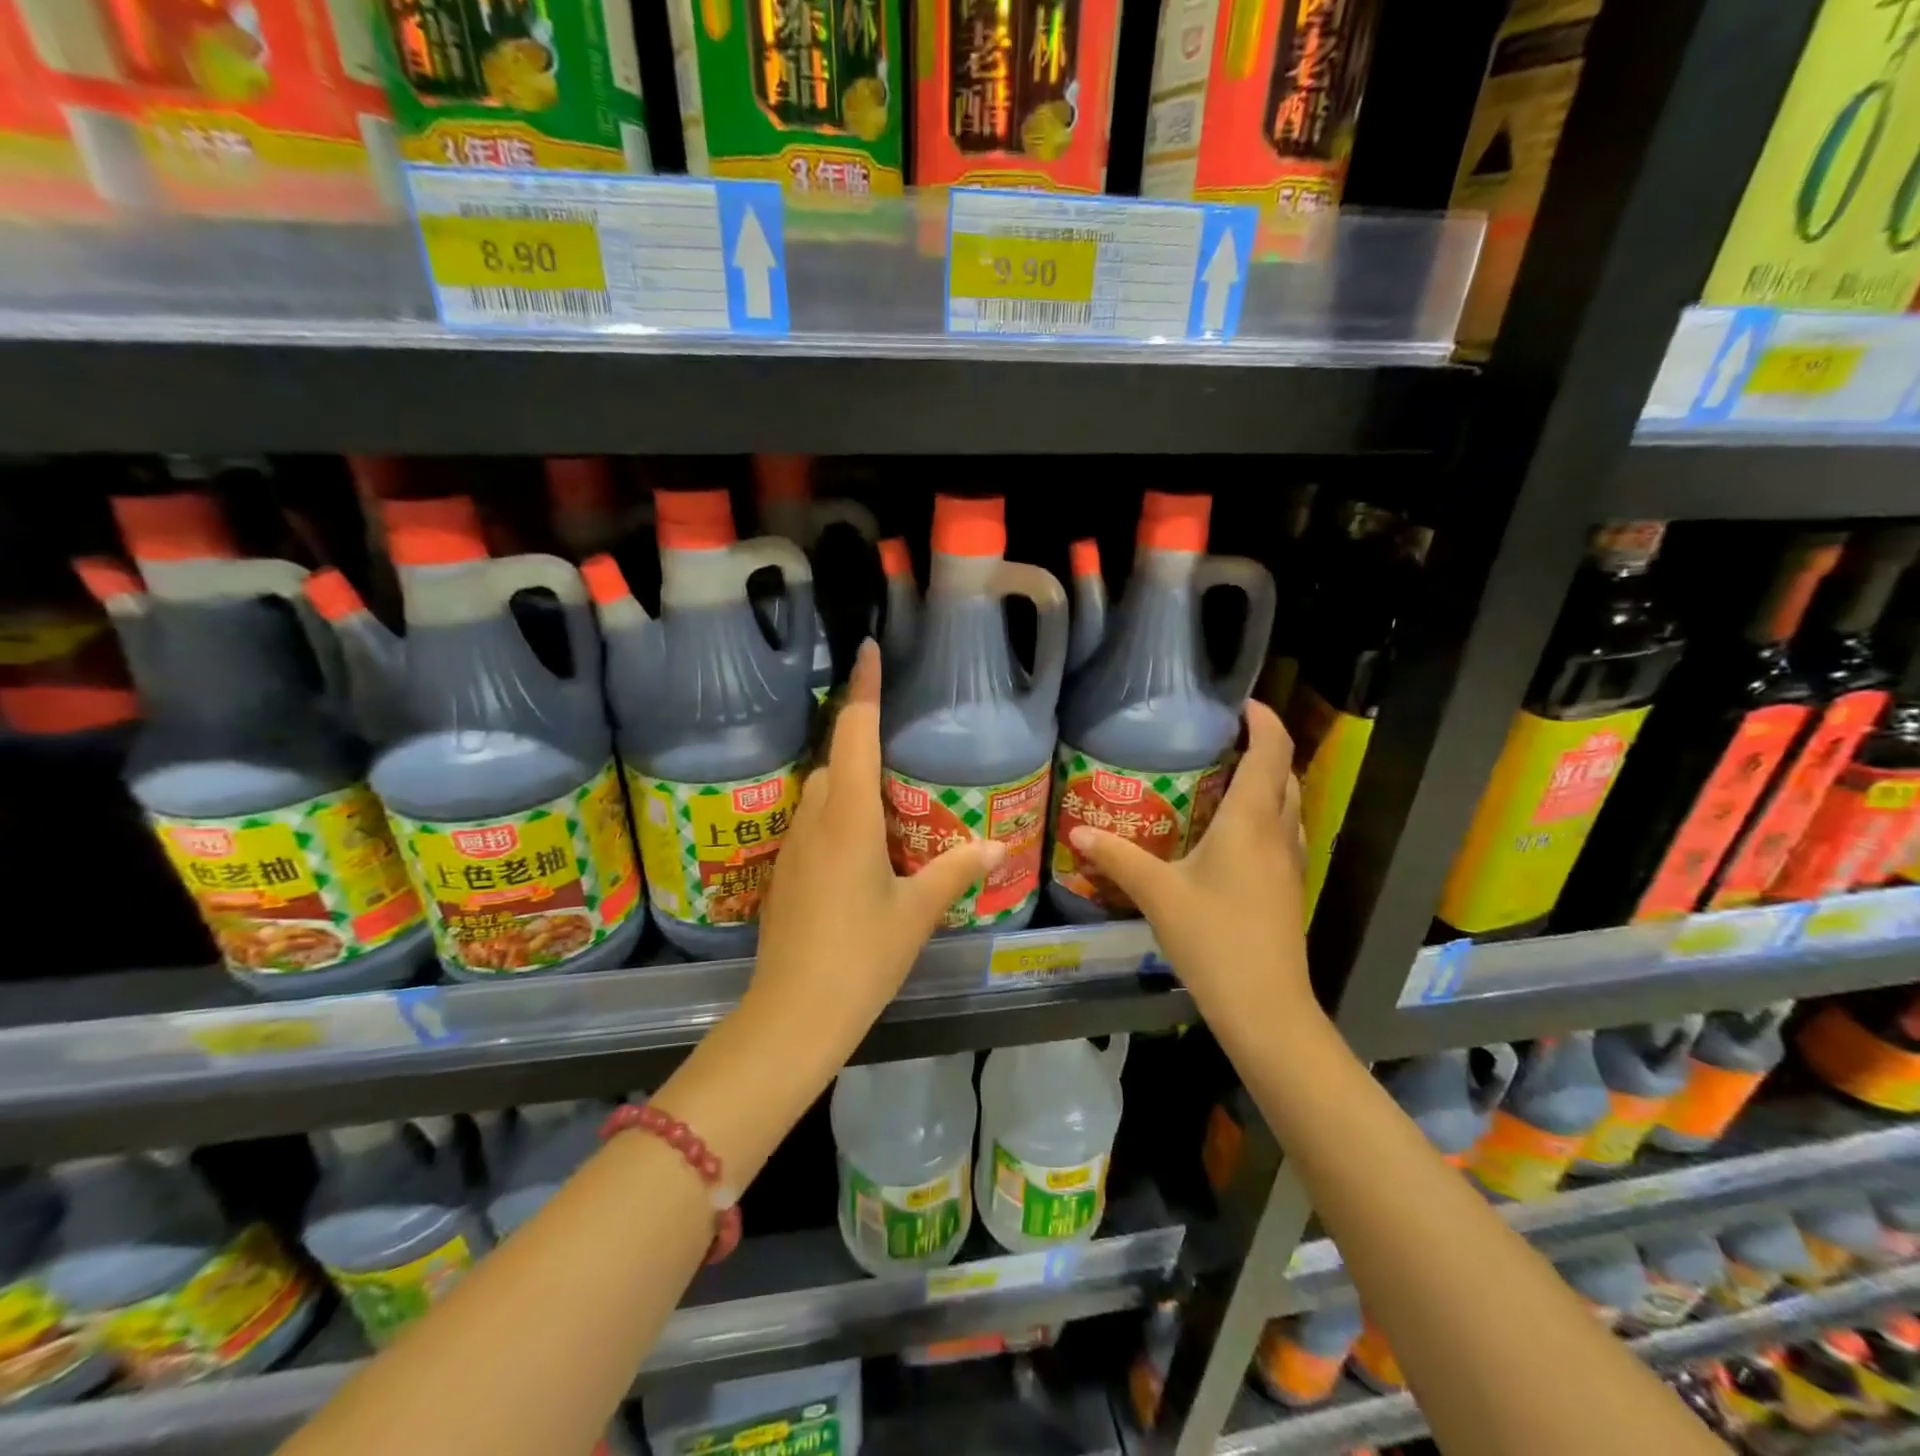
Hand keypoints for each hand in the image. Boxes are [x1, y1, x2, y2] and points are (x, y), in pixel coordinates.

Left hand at [748, 640, 1005, 1051]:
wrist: (793, 1013)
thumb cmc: (861, 956)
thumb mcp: (916, 912)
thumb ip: (956, 870)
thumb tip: (998, 845)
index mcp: (848, 816)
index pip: (854, 733)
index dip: (863, 689)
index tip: (868, 650)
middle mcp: (815, 818)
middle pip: (836, 759)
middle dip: (862, 741)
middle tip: (902, 746)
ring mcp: (793, 845)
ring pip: (821, 791)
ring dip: (850, 781)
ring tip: (889, 798)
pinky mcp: (785, 871)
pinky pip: (813, 821)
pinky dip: (838, 814)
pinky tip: (864, 847)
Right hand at [1067, 702, 1314, 1025]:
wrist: (1266, 1007)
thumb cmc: (1214, 939)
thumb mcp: (1157, 894)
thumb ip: (1118, 857)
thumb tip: (1079, 831)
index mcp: (1251, 821)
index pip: (1271, 751)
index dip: (1262, 719)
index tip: (1239, 702)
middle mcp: (1278, 832)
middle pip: (1285, 773)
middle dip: (1262, 747)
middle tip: (1220, 738)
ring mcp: (1289, 862)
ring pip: (1288, 804)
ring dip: (1267, 781)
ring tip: (1223, 775)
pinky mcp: (1288, 887)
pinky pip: (1282, 831)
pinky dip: (1264, 813)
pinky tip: (1229, 832)